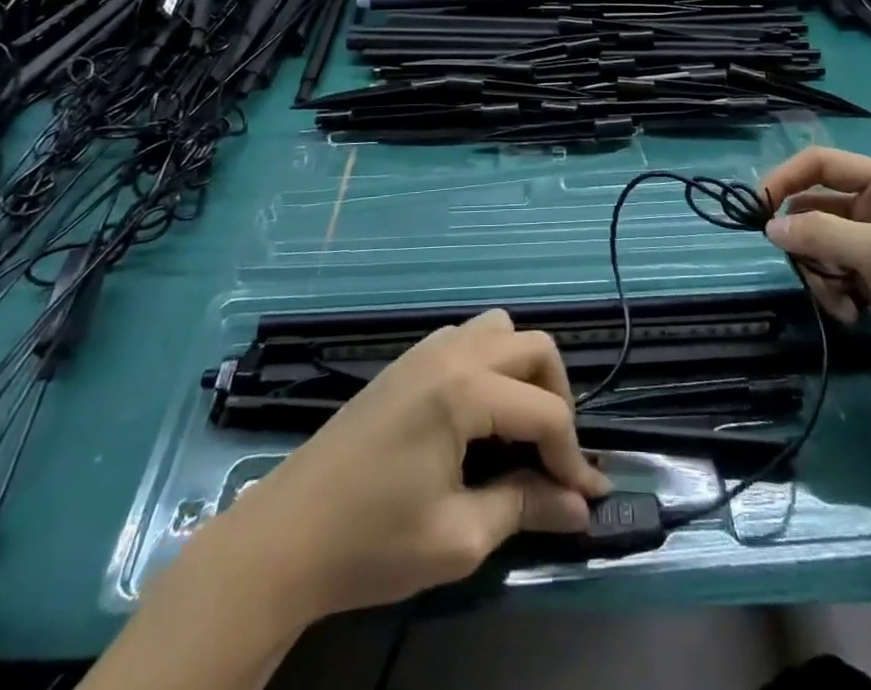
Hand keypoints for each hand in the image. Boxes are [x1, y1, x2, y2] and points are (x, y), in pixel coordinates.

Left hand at [208, 310, 609, 621]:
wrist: (285, 537)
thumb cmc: (372, 541)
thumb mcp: (458, 537)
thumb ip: (525, 508)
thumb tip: (580, 506)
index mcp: (464, 390)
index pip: (546, 412)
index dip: (573, 457)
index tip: (585, 500)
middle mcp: (451, 352)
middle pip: (535, 349)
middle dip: (557, 399)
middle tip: (553, 456)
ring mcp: (425, 349)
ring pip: (500, 330)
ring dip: (523, 371)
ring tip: (518, 427)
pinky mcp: (407, 360)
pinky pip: (467, 337)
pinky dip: (490, 363)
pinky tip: (477, 414)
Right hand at [760, 147, 870, 397]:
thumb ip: (822, 233)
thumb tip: (770, 227)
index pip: (819, 162)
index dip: (784, 178)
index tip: (757, 209)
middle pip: (813, 205)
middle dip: (807, 242)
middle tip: (807, 270)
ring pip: (816, 239)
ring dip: (819, 271)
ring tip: (838, 299)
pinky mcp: (870, 268)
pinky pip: (828, 265)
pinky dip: (831, 288)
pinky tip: (851, 312)